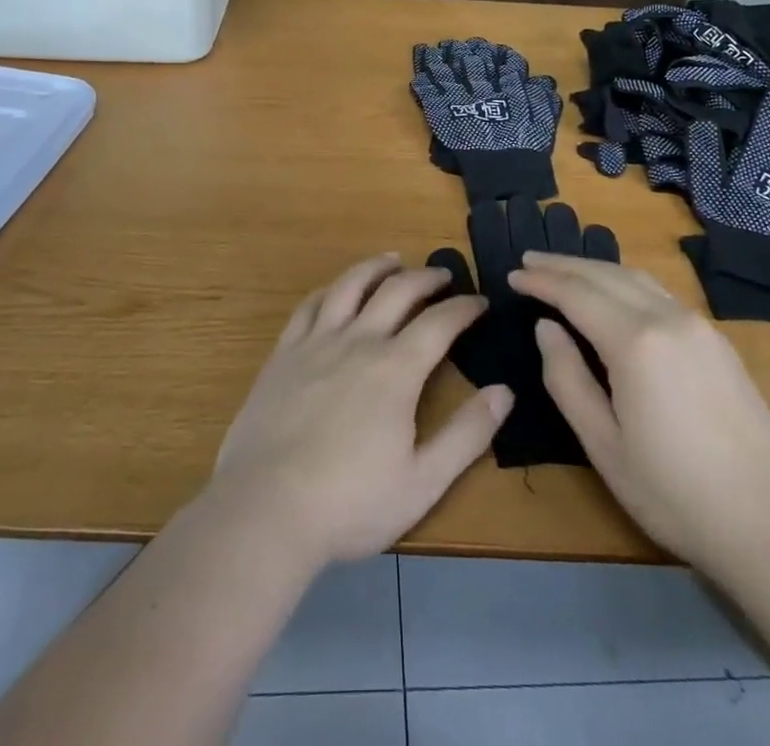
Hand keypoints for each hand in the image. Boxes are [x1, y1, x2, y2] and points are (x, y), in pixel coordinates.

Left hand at [208, 255, 513, 566]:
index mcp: (396, 369)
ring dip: (377, 267)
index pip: (440, 322)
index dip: (464, 307)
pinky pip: (310, 305)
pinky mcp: (284, 353)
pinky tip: (337, 290)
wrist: (265, 509)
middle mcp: (359, 341)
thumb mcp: (422, 482)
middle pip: (398, 291)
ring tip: (393, 260)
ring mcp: (317, 342)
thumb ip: (467, 434)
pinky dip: (331, 289)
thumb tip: (504, 391)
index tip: (480, 302)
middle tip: (444, 275)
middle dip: (426, 277)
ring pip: (351, 285)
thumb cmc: (349, 503)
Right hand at [509, 255, 769, 578]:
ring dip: (594, 268)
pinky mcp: (717, 340)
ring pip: (636, 277)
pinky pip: (660, 293)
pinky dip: (625, 281)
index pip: (576, 294)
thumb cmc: (675, 494)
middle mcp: (667, 318)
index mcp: (635, 342)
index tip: (512, 275)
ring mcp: (698, 325)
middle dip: (564, 265)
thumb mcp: (603, 445)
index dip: (541, 282)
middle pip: (605, 275)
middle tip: (529, 261)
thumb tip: (547, 328)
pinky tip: (614, 291)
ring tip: (564, 269)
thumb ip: (567, 378)